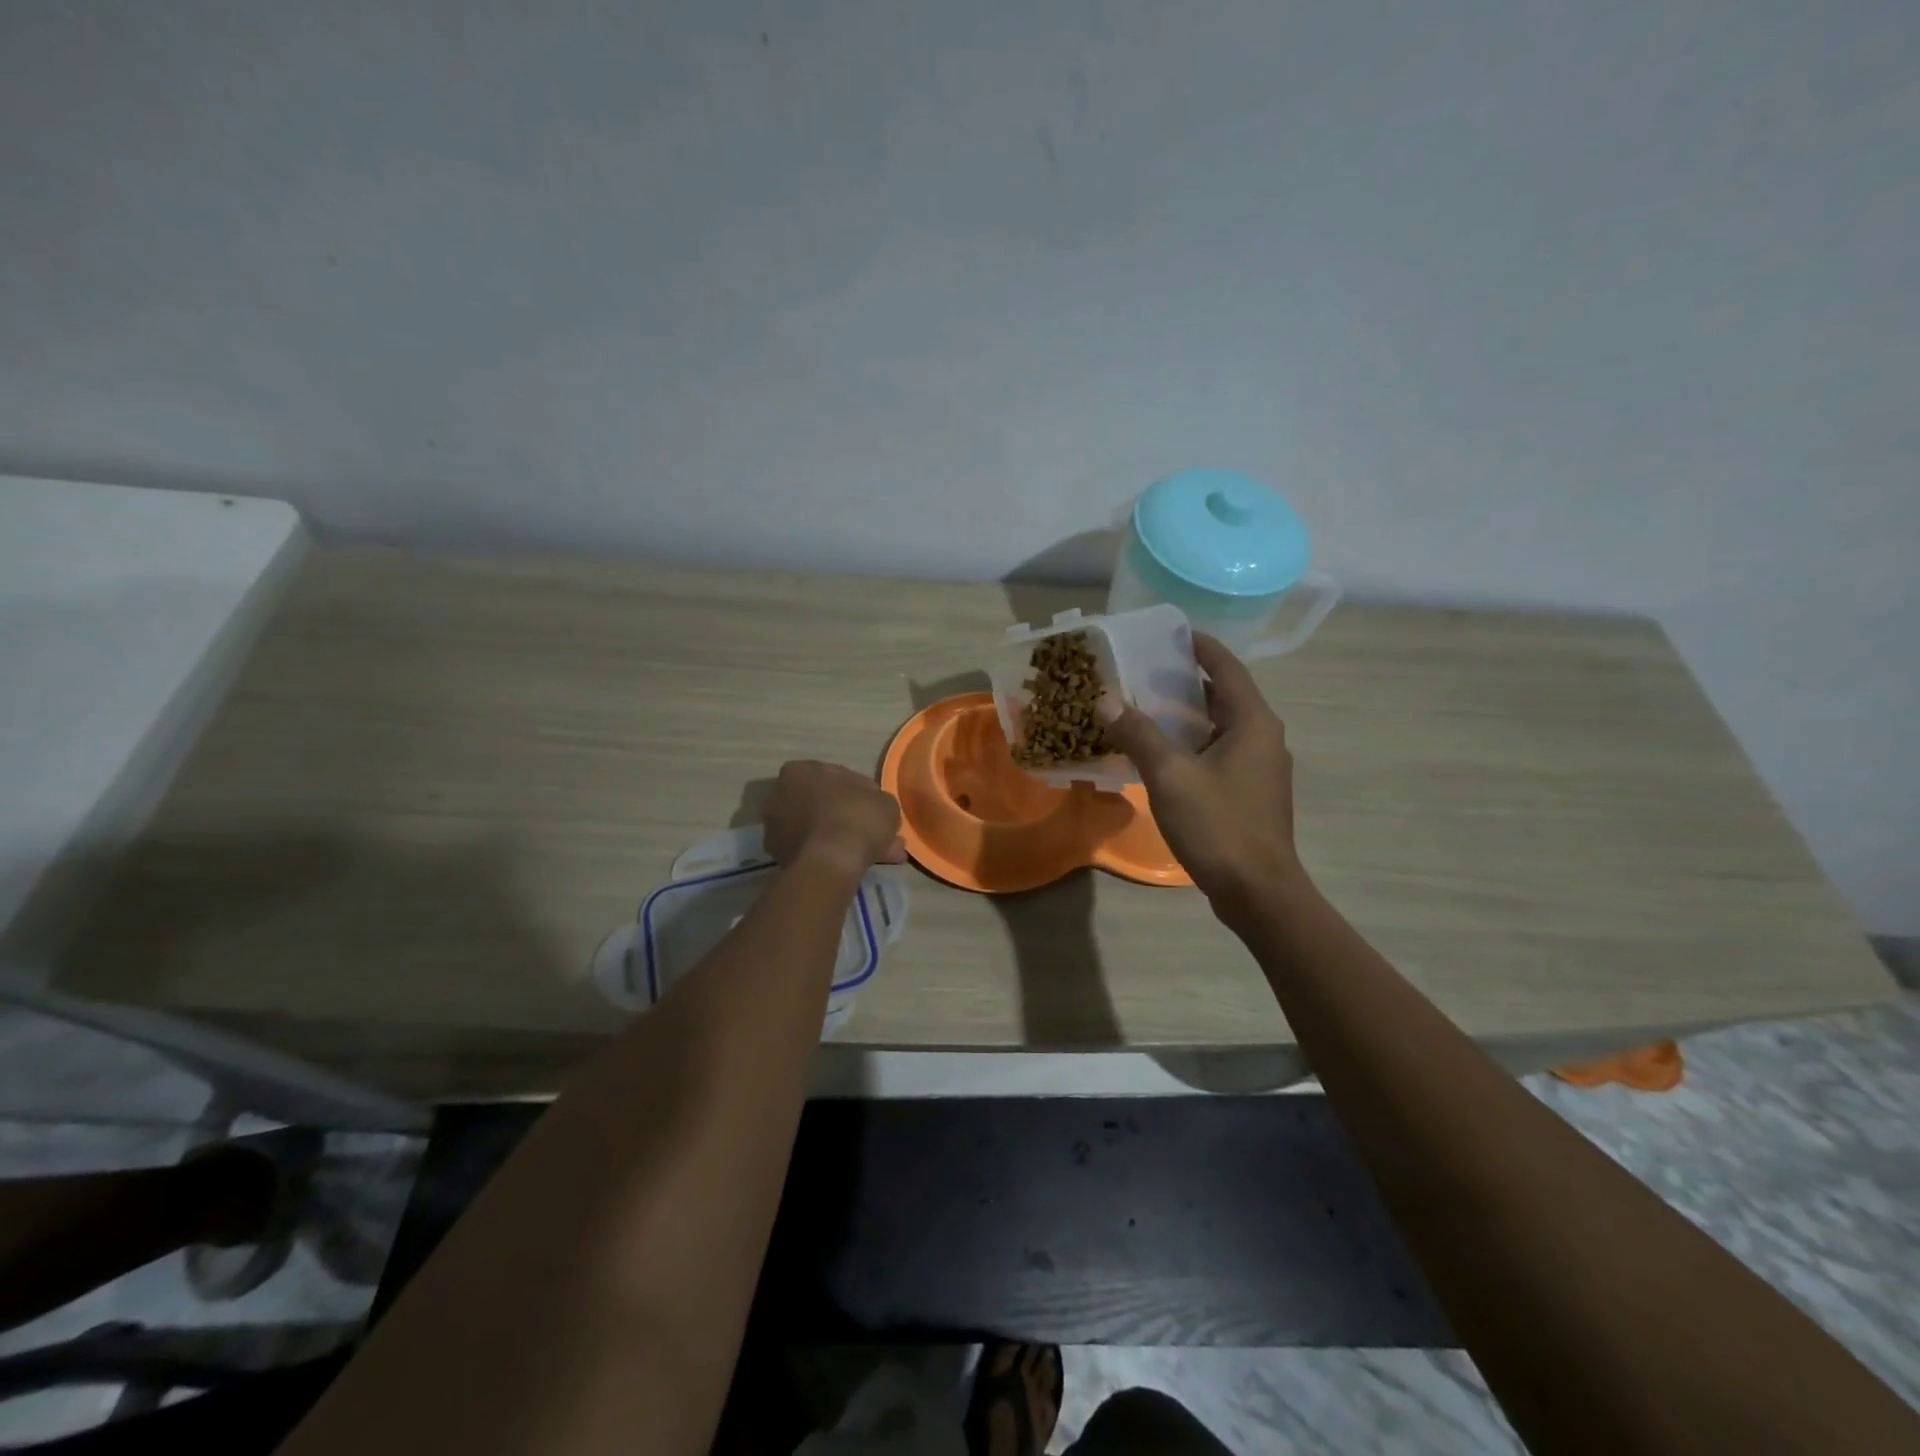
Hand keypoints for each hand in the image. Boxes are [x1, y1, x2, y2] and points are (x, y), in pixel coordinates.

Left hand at [760, 761, 905, 877]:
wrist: (831, 862)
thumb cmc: (856, 817)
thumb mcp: (884, 802)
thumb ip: (878, 801)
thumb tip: (876, 809)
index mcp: (799, 771)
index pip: (836, 777)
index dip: (861, 792)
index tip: (876, 807)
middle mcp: (780, 796)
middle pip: (825, 805)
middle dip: (851, 818)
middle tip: (878, 832)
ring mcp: (777, 829)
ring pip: (821, 831)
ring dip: (846, 839)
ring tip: (877, 854)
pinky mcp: (781, 857)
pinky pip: (816, 851)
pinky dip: (835, 855)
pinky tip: (859, 864)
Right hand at [1097, 634, 1307, 918]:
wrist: (1257, 891)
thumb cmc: (1218, 825)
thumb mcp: (1170, 775)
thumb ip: (1138, 734)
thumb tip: (1106, 700)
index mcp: (1253, 722)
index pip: (1226, 667)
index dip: (1199, 646)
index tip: (1168, 633)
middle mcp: (1263, 737)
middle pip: (1224, 695)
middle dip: (1185, 680)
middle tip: (1143, 670)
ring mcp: (1260, 767)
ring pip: (1220, 726)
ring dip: (1187, 714)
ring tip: (1144, 705)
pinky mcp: (1250, 793)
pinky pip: (1219, 752)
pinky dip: (1192, 743)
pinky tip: (1160, 753)